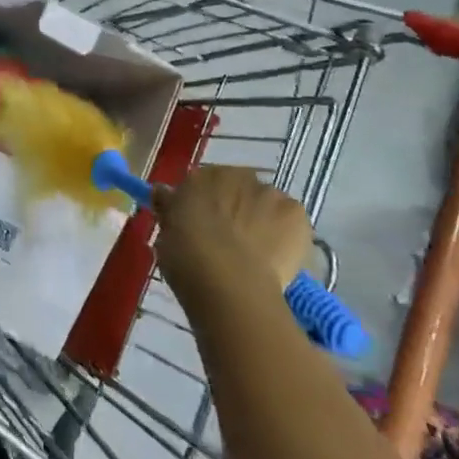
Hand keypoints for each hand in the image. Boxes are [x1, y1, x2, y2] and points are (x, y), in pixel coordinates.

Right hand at [154, 166, 312, 310]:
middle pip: (237, 190)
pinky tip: (278, 260)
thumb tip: (163, 192)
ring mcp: (268, 192)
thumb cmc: (188, 259)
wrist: (230, 284)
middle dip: (234, 209)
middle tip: (228, 242)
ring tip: (256, 257)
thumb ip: (168, 209)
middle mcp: (235, 175)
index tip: (202, 228)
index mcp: (200, 177)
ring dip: (261, 221)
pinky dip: (287, 236)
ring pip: (265, 205)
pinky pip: (290, 222)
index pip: (202, 184)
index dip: (203, 206)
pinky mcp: (295, 213)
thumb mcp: (166, 234)